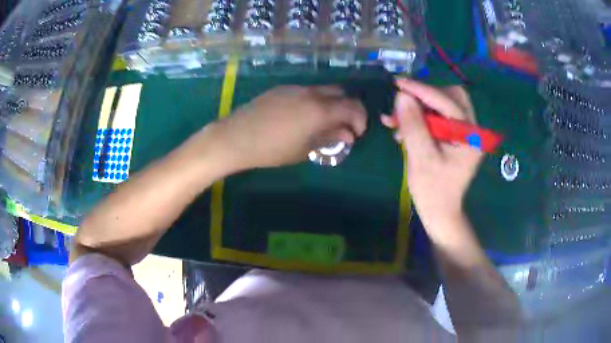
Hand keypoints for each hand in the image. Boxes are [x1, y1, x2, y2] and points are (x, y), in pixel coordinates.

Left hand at [208, 85, 366, 169]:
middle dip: (348, 108)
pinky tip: (303, 115)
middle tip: (344, 126)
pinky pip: (307, 91)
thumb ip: (329, 138)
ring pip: (323, 90)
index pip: (353, 108)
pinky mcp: (282, 88)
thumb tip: (348, 134)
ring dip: (331, 103)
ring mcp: (296, 88)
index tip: (356, 134)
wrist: (236, 137)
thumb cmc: (272, 150)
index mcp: (320, 110)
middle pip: (341, 93)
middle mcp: (311, 93)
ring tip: (324, 122)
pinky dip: (315, 100)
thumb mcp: (304, 149)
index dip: (360, 120)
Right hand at [381, 79, 481, 235]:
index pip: (448, 102)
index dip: (422, 91)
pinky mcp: (456, 137)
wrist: (440, 213)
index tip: (399, 83)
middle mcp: (472, 130)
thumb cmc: (433, 191)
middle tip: (405, 103)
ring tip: (396, 120)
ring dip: (420, 108)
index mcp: (470, 136)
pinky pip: (439, 117)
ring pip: (444, 105)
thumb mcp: (421, 158)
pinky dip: (421, 118)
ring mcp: (465, 133)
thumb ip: (413, 125)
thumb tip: (402, 96)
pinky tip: (402, 129)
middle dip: (426, 96)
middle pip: (452, 97)